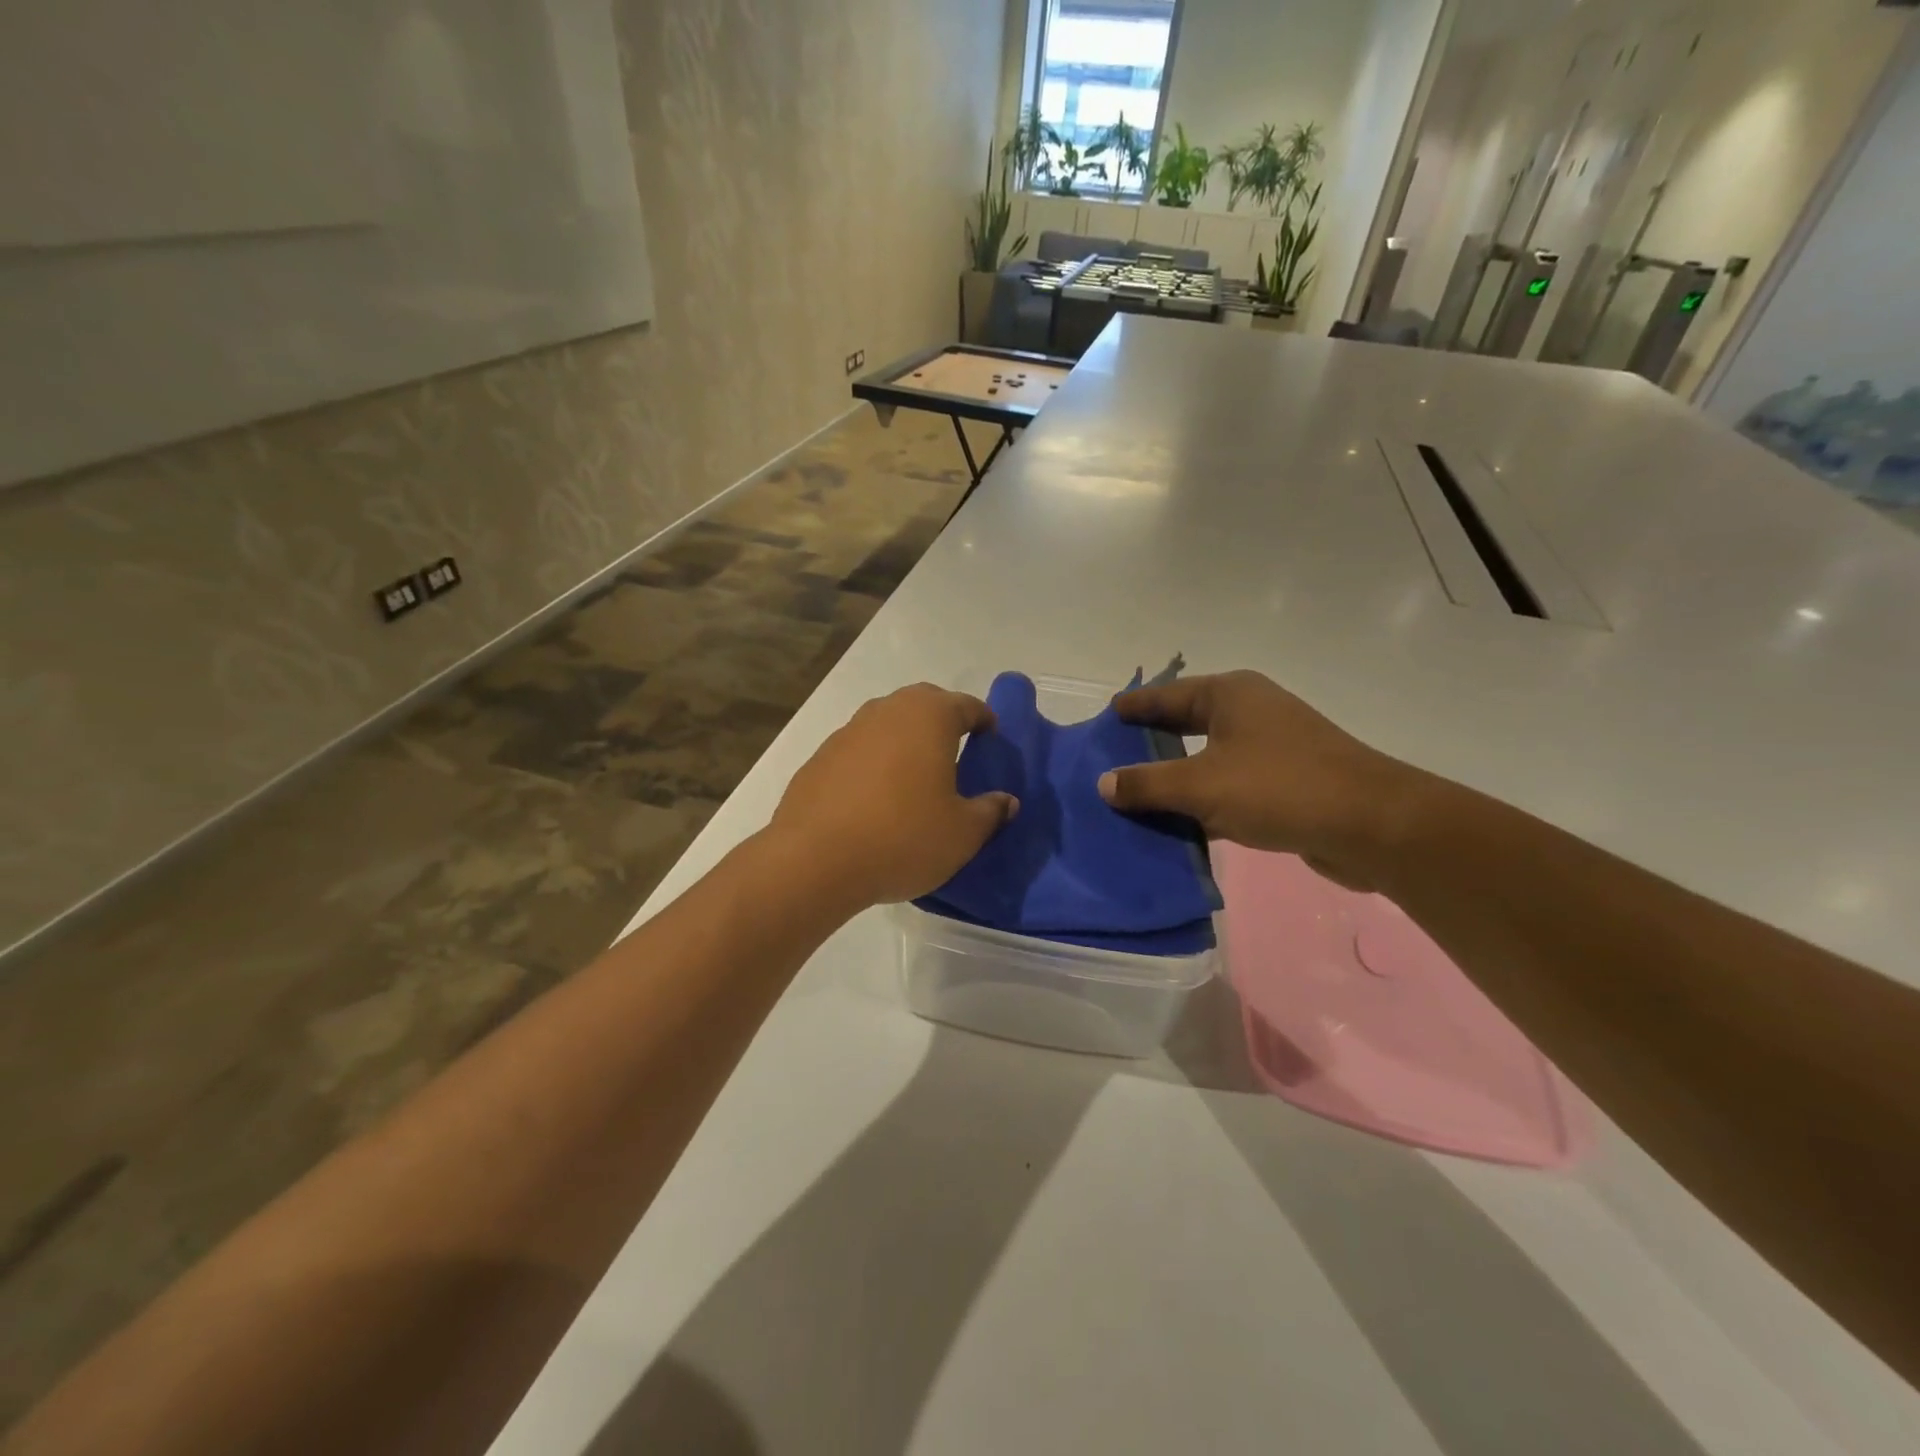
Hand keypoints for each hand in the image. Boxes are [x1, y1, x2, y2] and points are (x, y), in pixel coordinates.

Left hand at [767, 684, 1018, 906]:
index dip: (984, 720)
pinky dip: (873, 764)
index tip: (991, 740)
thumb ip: (990, 812)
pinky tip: (875, 800)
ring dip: (904, 741)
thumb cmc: (903, 837)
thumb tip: (1005, 801)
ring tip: (915, 778)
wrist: (814, 860)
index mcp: (929, 717)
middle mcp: (887, 711)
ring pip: (887, 725)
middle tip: (956, 753)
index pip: (966, 706)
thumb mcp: (962, 834)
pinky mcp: (819, 758)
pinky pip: (858, 751)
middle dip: (943, 722)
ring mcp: (847, 732)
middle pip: (923, 705)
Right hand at [1098, 671, 1425, 891]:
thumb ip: (1147, 784)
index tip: (1104, 717)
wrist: (1372, 826)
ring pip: (1207, 756)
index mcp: (1229, 695)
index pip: (1166, 695)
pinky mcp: (1285, 781)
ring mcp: (1271, 746)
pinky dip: (1202, 799)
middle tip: (1111, 756)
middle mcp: (1250, 711)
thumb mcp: (1201, 786)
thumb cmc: (1279, 788)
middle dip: (1151, 741)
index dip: (1134, 707)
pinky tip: (1178, 821)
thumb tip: (1103, 783)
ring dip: (1175, 775)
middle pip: (1186, 722)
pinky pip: (1228, 784)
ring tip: (1135, 792)